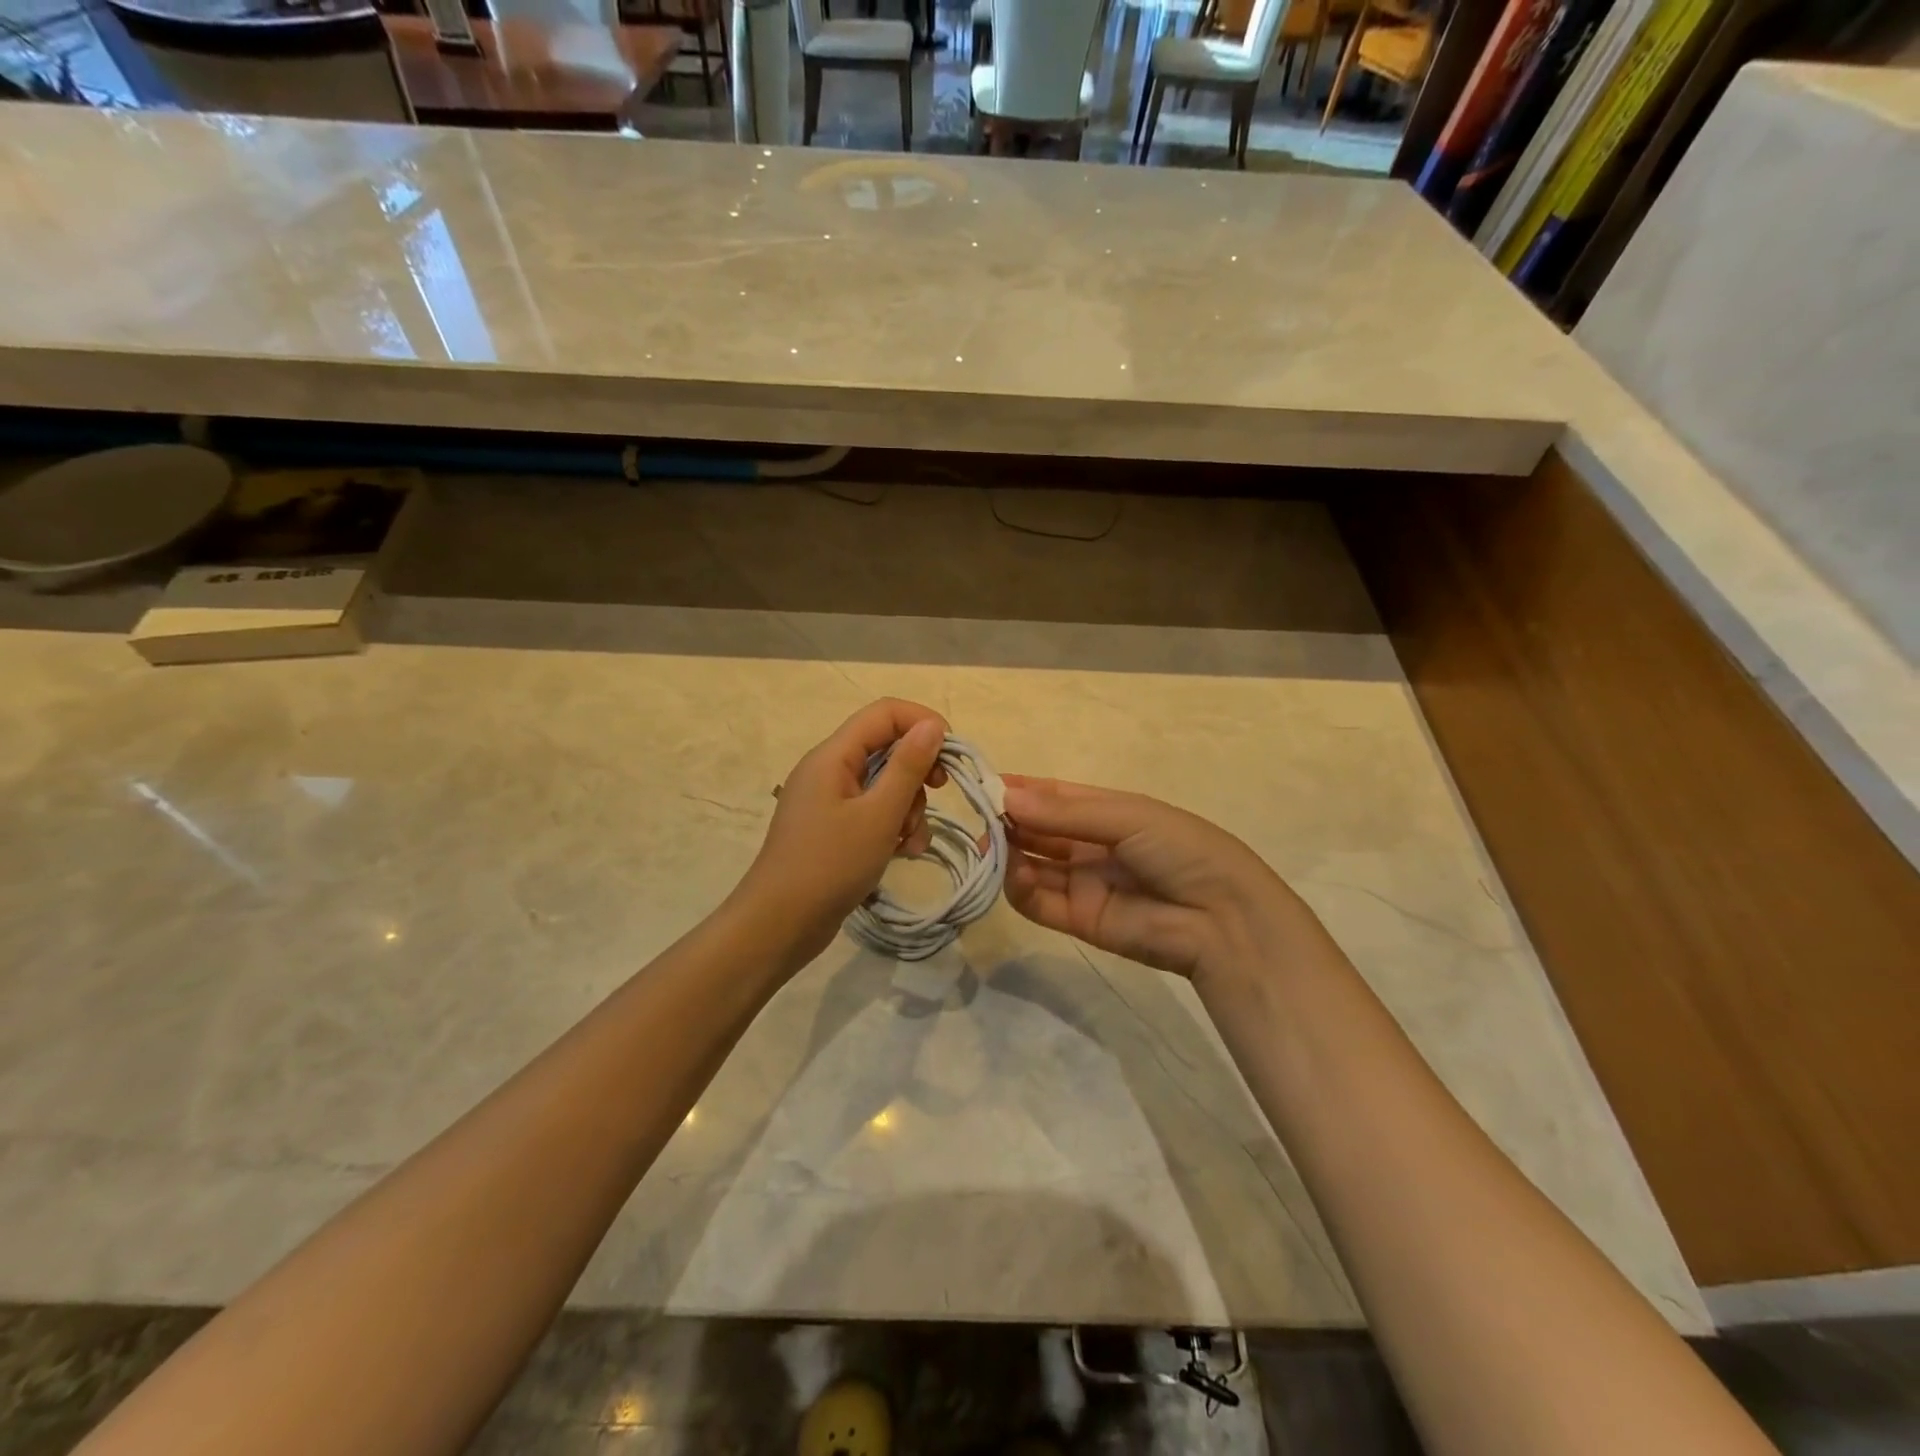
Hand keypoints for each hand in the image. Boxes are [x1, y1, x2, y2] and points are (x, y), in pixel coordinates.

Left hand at [737, 699, 949, 965]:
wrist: (779, 925)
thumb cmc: (830, 865)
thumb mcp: (879, 815)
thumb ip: (908, 767)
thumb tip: (933, 725)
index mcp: (833, 756)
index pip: (885, 713)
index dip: (922, 723)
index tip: (951, 755)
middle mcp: (829, 769)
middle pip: (887, 748)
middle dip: (917, 772)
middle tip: (937, 794)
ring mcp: (830, 800)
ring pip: (884, 784)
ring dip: (908, 807)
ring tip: (910, 842)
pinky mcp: (833, 828)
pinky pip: (872, 812)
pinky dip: (892, 826)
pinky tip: (901, 853)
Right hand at [1001, 776, 1306, 985]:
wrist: (1221, 918)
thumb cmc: (1179, 848)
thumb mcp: (1126, 816)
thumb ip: (1064, 812)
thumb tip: (1006, 797)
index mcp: (1106, 812)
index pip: (1052, 797)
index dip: (1018, 790)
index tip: (980, 783)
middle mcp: (1088, 844)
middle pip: (1036, 830)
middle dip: (1006, 822)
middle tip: (976, 817)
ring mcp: (1081, 882)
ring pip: (1030, 865)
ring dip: (1007, 854)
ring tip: (990, 846)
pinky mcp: (1077, 919)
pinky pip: (1037, 901)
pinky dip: (1019, 888)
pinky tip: (1014, 874)